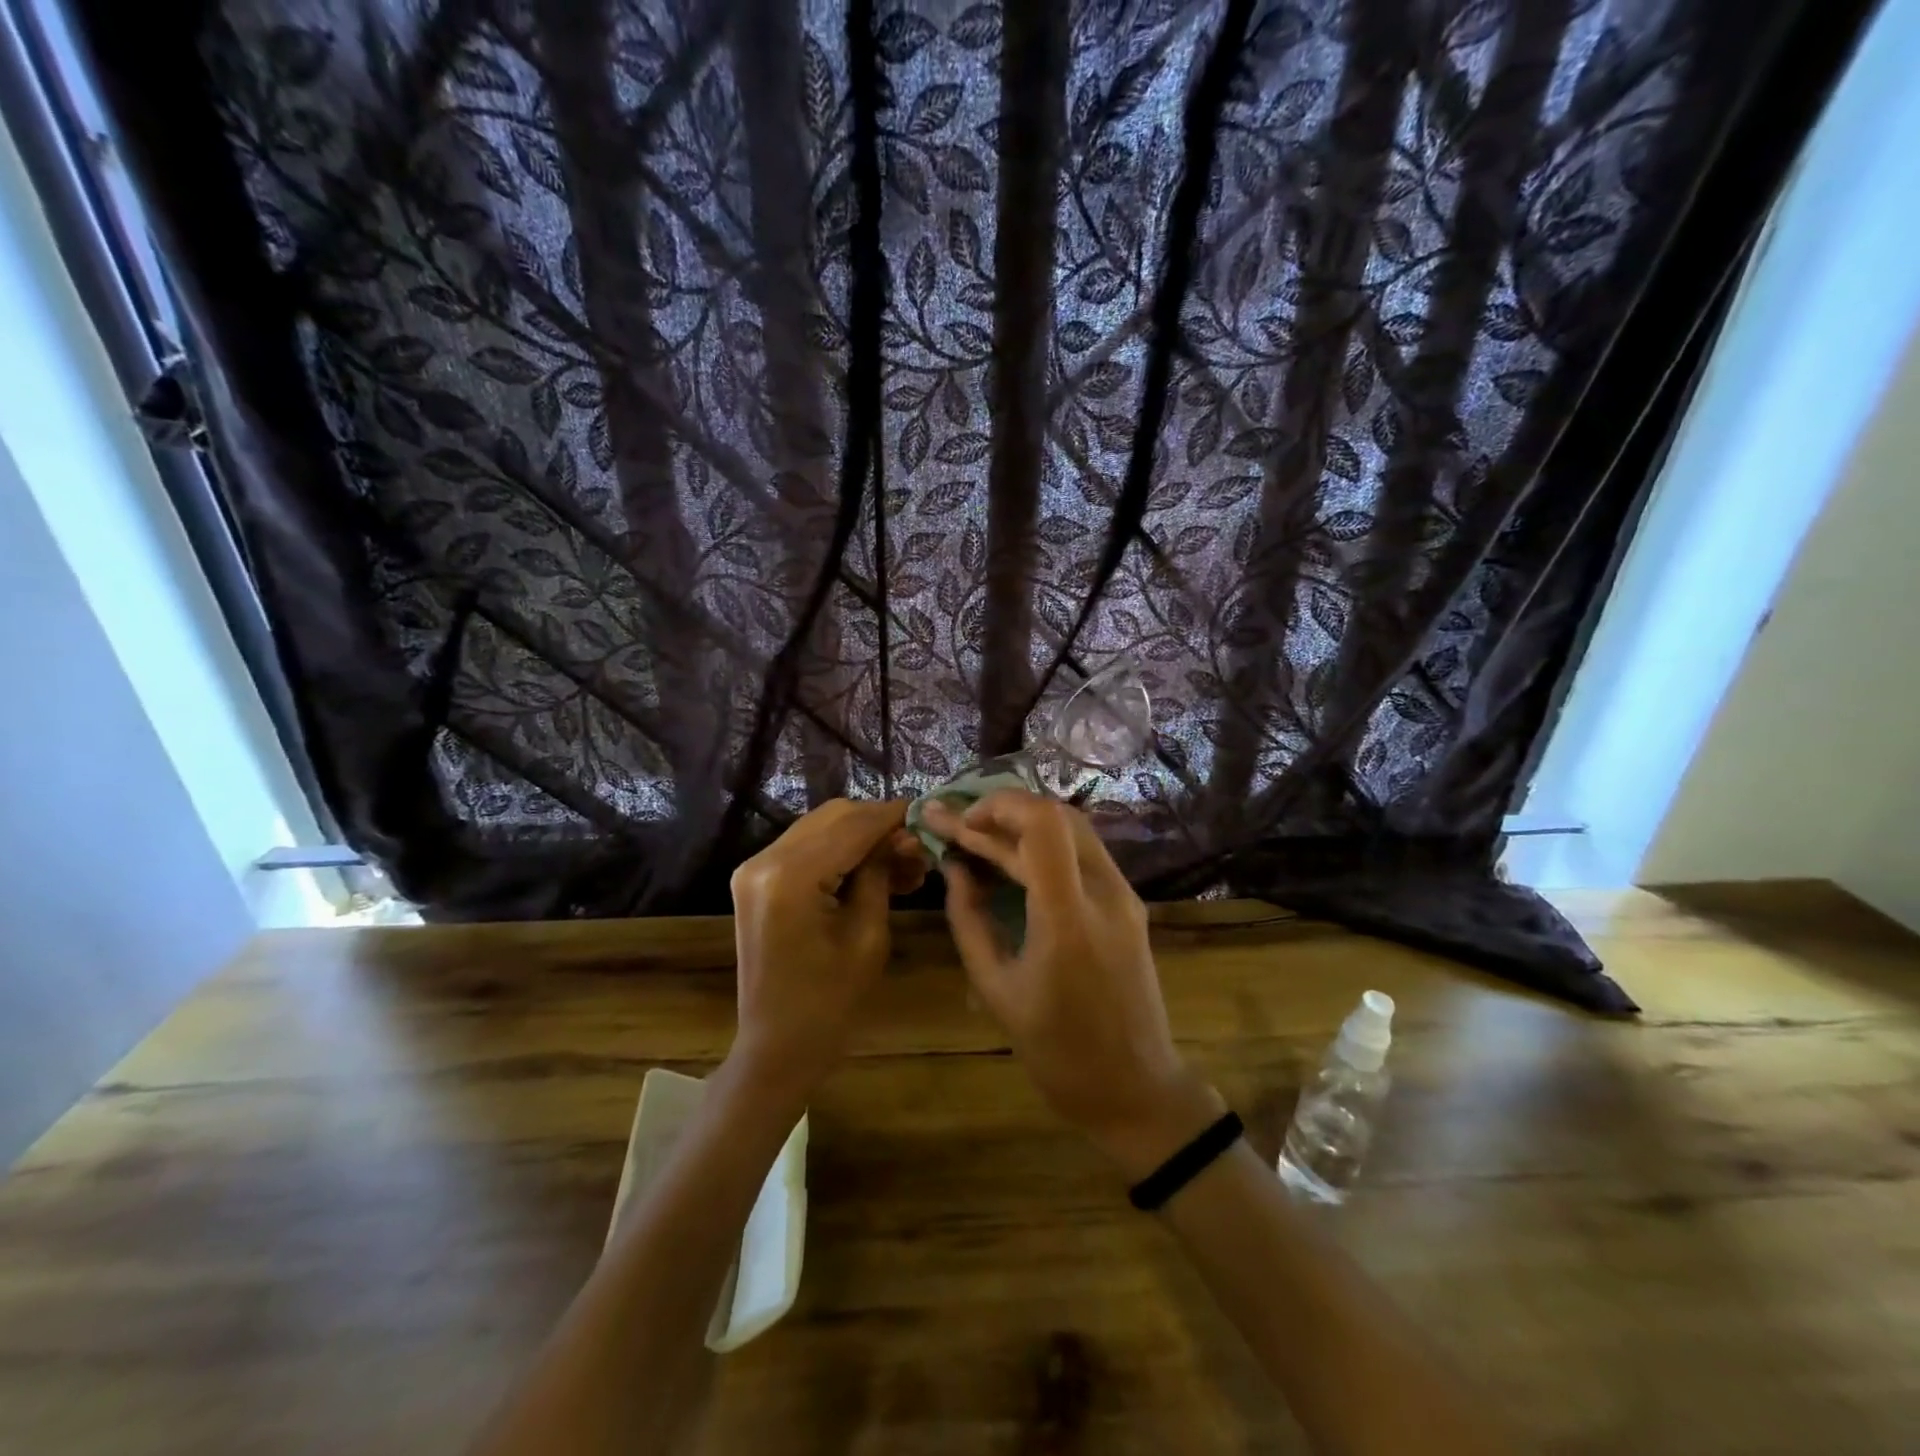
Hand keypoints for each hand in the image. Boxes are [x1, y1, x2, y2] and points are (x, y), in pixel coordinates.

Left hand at [727, 799, 926, 1100]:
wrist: (777, 1046)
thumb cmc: (830, 1003)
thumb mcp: (868, 935)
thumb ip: (881, 874)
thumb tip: (902, 836)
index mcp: (790, 877)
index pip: (852, 826)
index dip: (893, 816)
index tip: (928, 813)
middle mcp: (764, 860)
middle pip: (834, 817)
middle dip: (878, 825)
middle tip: (917, 849)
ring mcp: (755, 867)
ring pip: (821, 827)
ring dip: (861, 837)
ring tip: (903, 863)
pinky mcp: (756, 878)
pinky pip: (805, 847)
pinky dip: (840, 851)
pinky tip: (872, 869)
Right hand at [925, 791, 1222, 1176]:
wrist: (1136, 1089)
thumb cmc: (1058, 1052)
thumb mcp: (996, 990)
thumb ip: (969, 920)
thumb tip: (953, 868)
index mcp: (1068, 918)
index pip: (1042, 824)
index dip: (997, 807)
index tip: (959, 823)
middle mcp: (1104, 893)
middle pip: (1058, 815)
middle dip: (1002, 810)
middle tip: (956, 824)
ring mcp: (1124, 895)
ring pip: (1073, 828)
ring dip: (1023, 824)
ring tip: (976, 835)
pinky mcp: (1128, 904)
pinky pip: (1083, 854)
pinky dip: (1044, 844)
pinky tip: (1011, 857)